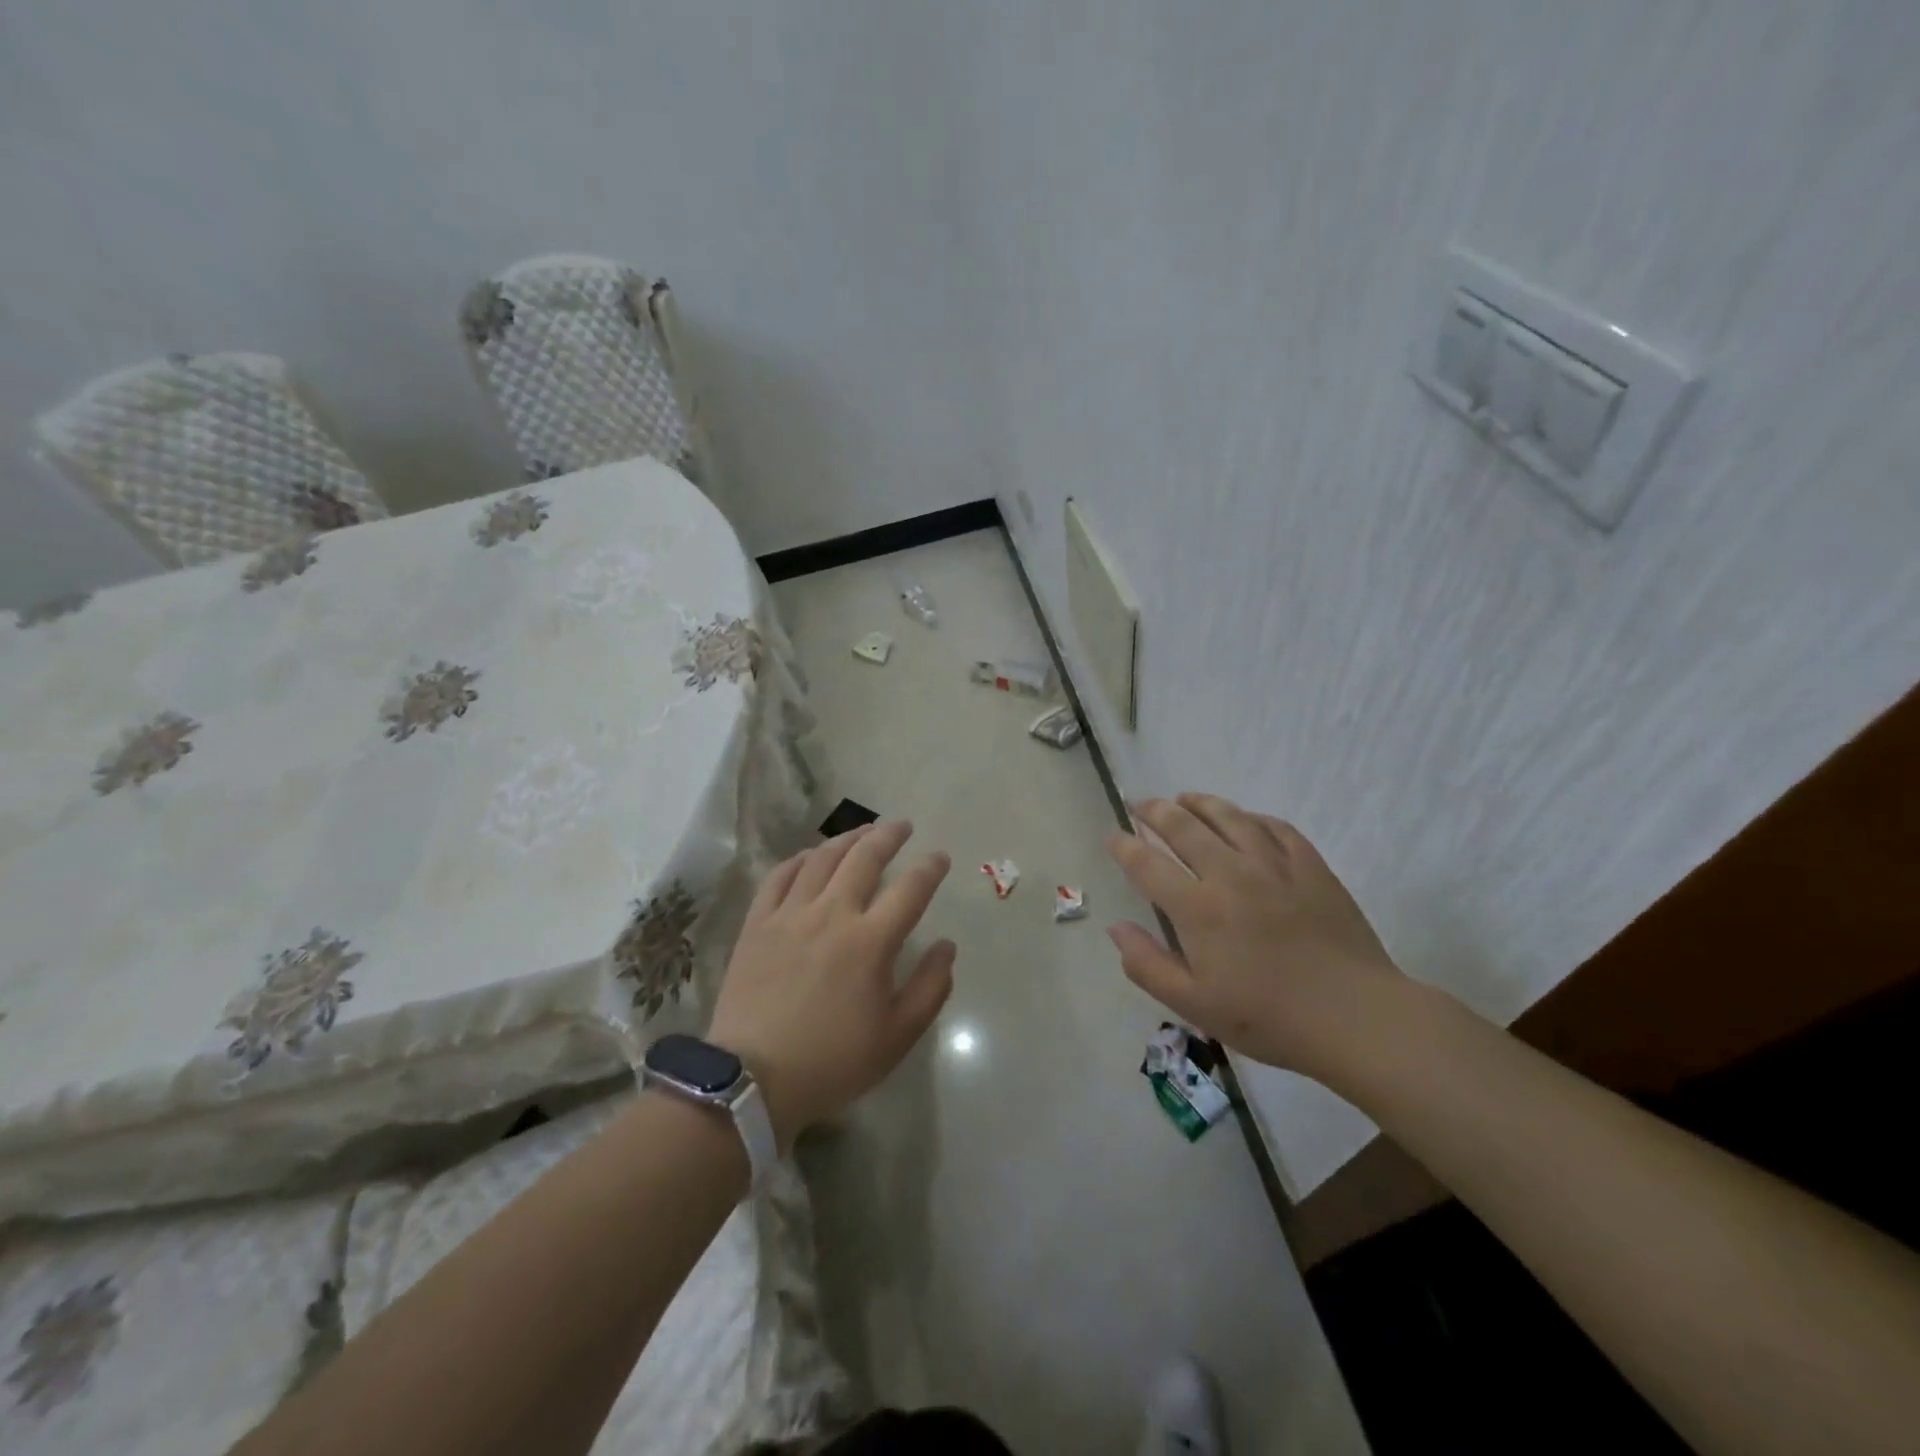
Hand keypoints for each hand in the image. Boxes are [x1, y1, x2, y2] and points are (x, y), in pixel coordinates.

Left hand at [707, 821, 954, 1147]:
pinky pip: (779, 876)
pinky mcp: (758, 924)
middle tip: (901, 826)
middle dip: (888, 836)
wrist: (753, 1080)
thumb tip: (946, 946)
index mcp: (871, 941)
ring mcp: (790, 915)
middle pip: (864, 858)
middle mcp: (832, 914)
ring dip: (847, 840)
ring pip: (822, 859)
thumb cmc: (833, 1061)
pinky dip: (799, 859)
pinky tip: (809, 856)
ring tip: (862, 832)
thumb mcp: (897, 1036)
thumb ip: (930, 987)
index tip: (940, 857)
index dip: (930, 868)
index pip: (910, 889)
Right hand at [1105, 793, 1401, 1079]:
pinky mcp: (1311, 867)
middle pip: (1184, 827)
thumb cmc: (1268, 1017)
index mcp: (1197, 908)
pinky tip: (1245, 818)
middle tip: (1140, 804)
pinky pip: (1276, 827)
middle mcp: (1230, 874)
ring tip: (1184, 798)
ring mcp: (1274, 865)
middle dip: (1155, 811)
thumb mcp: (1194, 1005)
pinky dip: (1252, 817)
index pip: (1147, 864)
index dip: (1124, 846)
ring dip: (1201, 803)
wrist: (1355, 1017)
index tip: (1112, 837)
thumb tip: (1116, 928)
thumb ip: (1148, 965)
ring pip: (1229, 817)